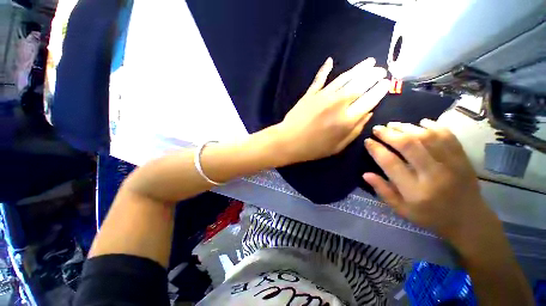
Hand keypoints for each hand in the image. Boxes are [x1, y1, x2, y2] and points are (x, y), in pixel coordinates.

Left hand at [277, 57, 390, 162]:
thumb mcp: (338, 146)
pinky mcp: (310, 94)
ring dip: (358, 68)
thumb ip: (355, 130)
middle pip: (360, 84)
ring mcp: (323, 96)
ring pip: (344, 78)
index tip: (386, 83)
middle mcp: (339, 103)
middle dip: (373, 75)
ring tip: (369, 62)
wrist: (289, 142)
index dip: (380, 90)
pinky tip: (330, 60)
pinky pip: (320, 78)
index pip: (370, 99)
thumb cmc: (313, 148)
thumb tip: (369, 113)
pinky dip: (325, 69)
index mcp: (348, 119)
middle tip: (381, 69)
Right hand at [363, 120, 497, 246]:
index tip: (367, 141)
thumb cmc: (430, 216)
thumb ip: (383, 191)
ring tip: (393, 124)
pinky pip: (448, 136)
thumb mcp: (401, 210)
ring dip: (407, 127)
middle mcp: (433, 174)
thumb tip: (365, 174)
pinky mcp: (462, 158)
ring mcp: (451, 164)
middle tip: (377, 128)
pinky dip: (433, 126)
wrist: (469, 219)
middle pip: (409, 145)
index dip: (376, 149)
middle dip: (389, 134)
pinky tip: (421, 122)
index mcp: (415, 190)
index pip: (390, 163)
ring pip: (427, 137)